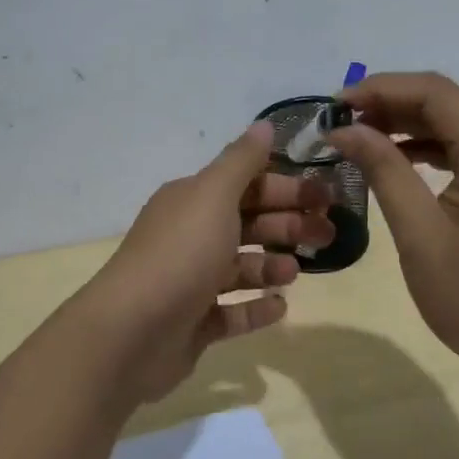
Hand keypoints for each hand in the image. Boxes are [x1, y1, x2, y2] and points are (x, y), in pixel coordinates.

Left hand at [73, 121, 334, 402]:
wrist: (130, 332)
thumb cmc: (180, 254)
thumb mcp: (213, 195)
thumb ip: (241, 161)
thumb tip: (264, 125)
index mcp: (192, 201)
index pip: (245, 184)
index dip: (285, 186)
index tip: (326, 195)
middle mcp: (189, 236)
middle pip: (247, 223)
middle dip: (287, 224)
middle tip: (328, 233)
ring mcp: (189, 282)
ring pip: (240, 267)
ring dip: (271, 265)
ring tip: (296, 271)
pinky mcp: (193, 324)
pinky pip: (232, 312)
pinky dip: (255, 308)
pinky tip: (280, 307)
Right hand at [328, 72, 458, 372]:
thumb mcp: (421, 234)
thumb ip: (384, 171)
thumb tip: (346, 129)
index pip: (435, 93)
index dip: (380, 89)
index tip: (335, 105)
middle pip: (447, 104)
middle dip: (390, 106)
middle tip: (340, 123)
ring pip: (457, 125)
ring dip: (407, 126)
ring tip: (357, 138)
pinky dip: (429, 150)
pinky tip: (394, 161)